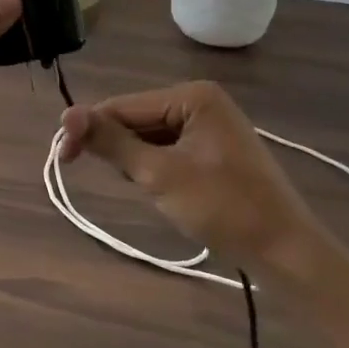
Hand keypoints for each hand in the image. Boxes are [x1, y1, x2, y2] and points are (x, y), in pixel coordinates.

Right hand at [58, 80, 348, 284]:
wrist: (285, 251)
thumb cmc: (223, 207)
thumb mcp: (159, 174)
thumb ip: (112, 142)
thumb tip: (66, 114)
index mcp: (192, 97)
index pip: (123, 106)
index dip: (90, 129)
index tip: (64, 159)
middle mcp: (201, 102)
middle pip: (136, 119)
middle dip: (120, 150)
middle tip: (126, 184)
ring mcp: (210, 126)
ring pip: (149, 138)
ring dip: (138, 163)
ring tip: (153, 192)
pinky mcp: (214, 150)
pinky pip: (169, 150)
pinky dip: (156, 170)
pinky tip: (167, 192)